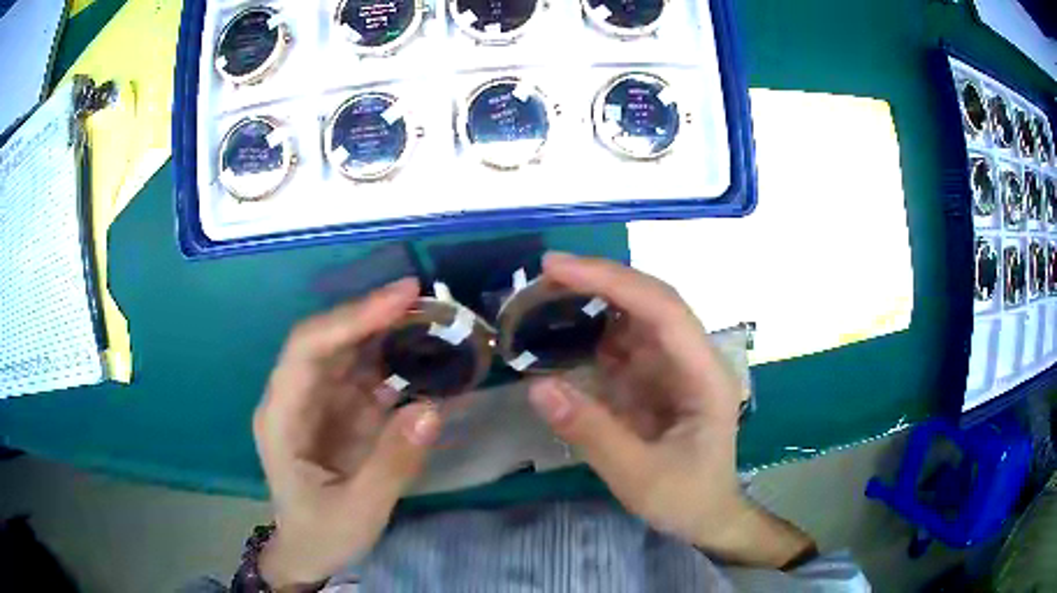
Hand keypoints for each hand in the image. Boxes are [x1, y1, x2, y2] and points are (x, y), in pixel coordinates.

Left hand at [252, 279, 441, 588]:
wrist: (310, 551)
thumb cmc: (322, 533)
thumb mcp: (359, 510)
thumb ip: (393, 464)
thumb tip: (433, 409)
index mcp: (283, 417)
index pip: (307, 349)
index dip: (350, 318)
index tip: (400, 299)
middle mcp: (297, 398)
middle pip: (329, 341)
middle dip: (373, 316)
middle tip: (426, 300)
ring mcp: (319, 404)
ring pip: (350, 352)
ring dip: (388, 333)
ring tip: (434, 321)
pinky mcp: (341, 414)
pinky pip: (368, 377)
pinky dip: (396, 363)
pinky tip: (428, 359)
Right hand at [529, 253, 814, 567]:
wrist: (706, 516)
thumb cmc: (686, 499)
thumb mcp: (639, 477)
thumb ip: (593, 433)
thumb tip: (538, 386)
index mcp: (704, 375)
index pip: (663, 309)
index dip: (613, 281)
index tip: (559, 269)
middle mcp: (692, 358)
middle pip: (650, 301)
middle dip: (599, 281)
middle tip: (543, 275)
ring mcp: (673, 366)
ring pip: (633, 316)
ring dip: (592, 300)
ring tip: (543, 297)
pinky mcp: (654, 378)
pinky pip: (620, 344)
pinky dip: (589, 332)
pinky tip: (560, 330)